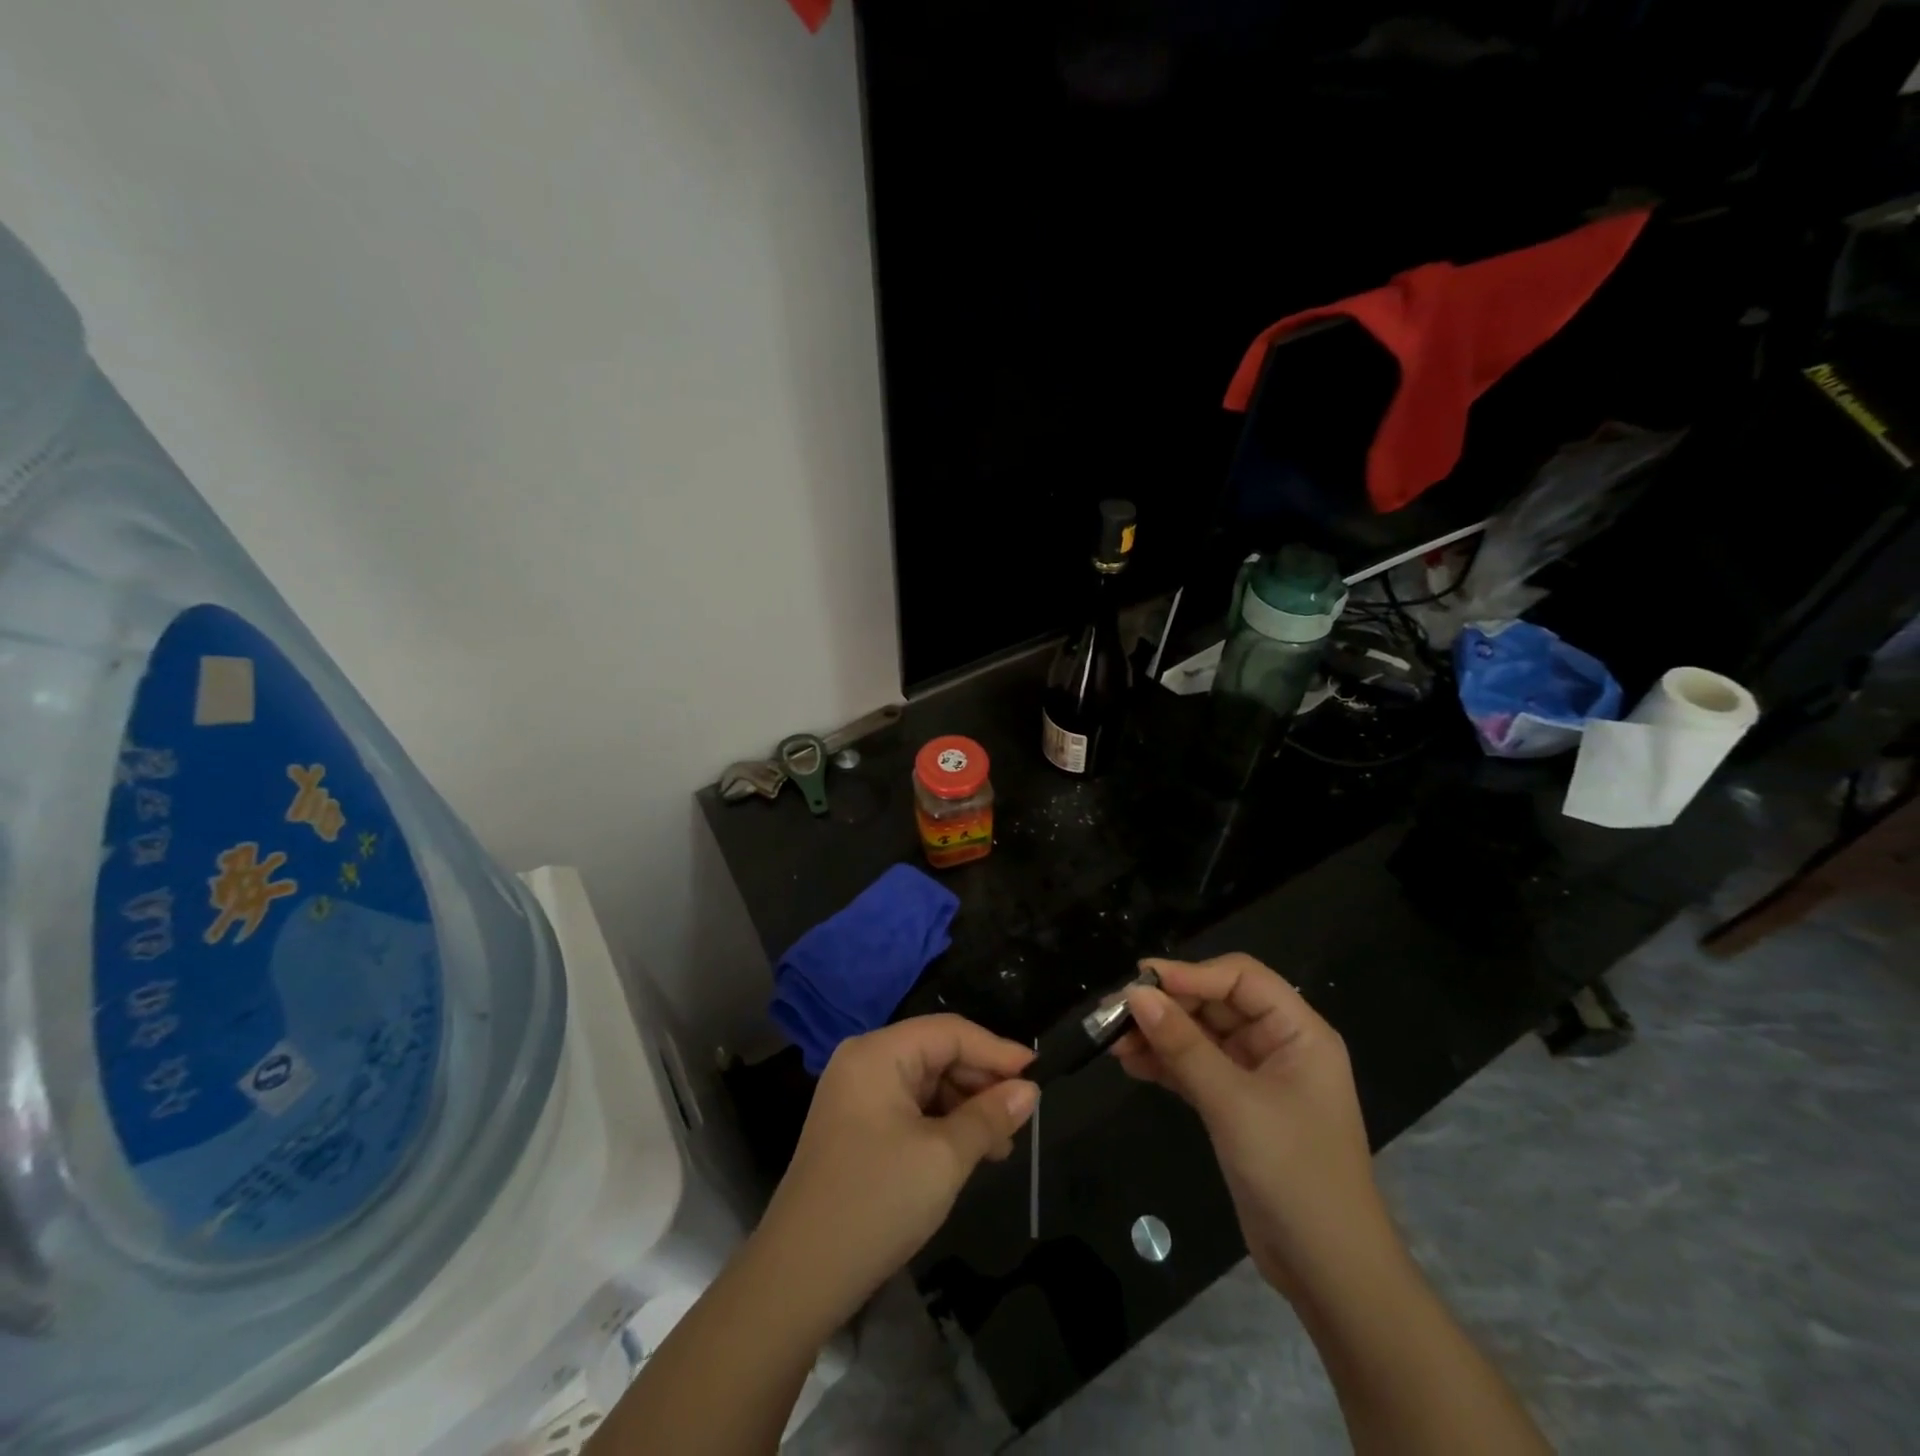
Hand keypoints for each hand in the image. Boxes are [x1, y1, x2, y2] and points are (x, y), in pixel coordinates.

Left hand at [756, 1015, 1037, 1329]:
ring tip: (999, 1145)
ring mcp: (855, 1093)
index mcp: (879, 1053)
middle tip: (1019, 1119)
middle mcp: (864, 1061)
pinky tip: (966, 1152)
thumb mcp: (944, 1158)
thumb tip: (1029, 1090)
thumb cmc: (877, 1202)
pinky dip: (940, 1123)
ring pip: (925, 1082)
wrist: (799, 1276)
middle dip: (980, 1083)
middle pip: (936, 1052)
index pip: (950, 1032)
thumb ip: (989, 1116)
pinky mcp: (854, 1125)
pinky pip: (909, 1106)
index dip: (996, 1050)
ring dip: (964, 1107)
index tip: (1038, 1074)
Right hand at [1112, 954, 1387, 1298]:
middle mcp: (1279, 1045)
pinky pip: (1197, 1069)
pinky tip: (1130, 1063)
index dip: (1191, 974)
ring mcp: (1258, 1078)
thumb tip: (1136, 994)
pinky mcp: (1238, 1108)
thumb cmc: (1293, 1172)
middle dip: (1168, 1005)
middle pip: (1217, 1004)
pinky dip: (1166, 1064)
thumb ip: (1183, 1045)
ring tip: (1113, 1039)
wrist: (1329, 1272)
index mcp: (1298, 1032)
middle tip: (1115, 1012)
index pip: (1241, 978)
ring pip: (1201, 1037)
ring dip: (1160, 1035)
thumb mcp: (1233, 1103)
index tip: (1140, 982)